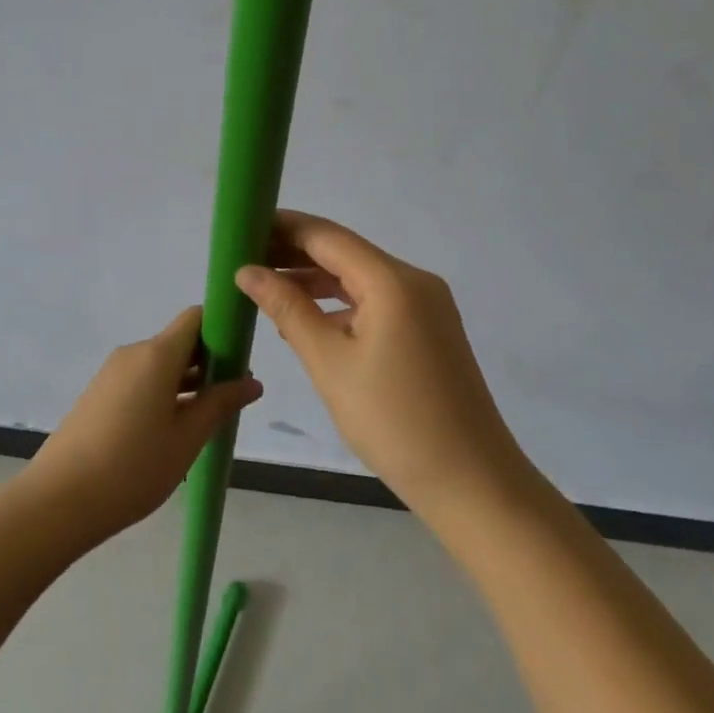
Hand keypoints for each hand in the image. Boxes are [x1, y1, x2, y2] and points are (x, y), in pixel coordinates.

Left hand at [23, 307, 262, 543]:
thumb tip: (252, 382)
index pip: (195, 318)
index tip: (242, 359)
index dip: (222, 329)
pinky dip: (163, 393)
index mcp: (156, 354)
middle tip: (234, 397)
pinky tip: (173, 430)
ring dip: (187, 382)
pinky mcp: (99, 394)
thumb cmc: (132, 467)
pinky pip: (140, 380)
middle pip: (179, 342)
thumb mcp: (186, 439)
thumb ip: (219, 405)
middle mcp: (133, 353)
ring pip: (160, 364)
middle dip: (209, 362)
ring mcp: (112, 373)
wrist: (59, 499)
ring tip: (209, 419)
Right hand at [235, 210, 529, 514]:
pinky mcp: (427, 331)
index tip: (240, 228)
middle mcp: (413, 282)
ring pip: (358, 278)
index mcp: (392, 281)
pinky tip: (305, 321)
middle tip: (243, 259)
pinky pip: (374, 302)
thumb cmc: (394, 421)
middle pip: (343, 252)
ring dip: (313, 281)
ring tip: (264, 288)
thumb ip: (287, 309)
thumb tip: (247, 271)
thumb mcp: (329, 363)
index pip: (326, 236)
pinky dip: (338, 305)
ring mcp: (425, 307)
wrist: (472, 484)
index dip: (282, 227)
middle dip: (293, 253)